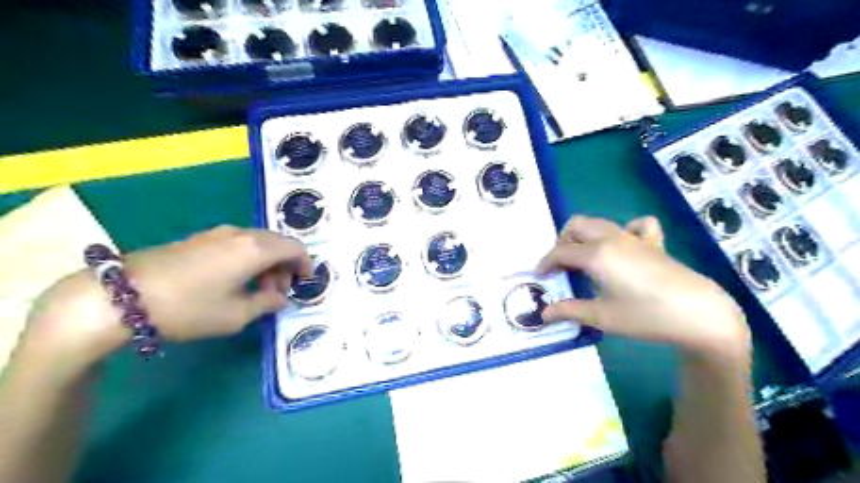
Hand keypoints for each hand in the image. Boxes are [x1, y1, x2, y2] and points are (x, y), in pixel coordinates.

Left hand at [22, 226, 314, 369]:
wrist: (120, 295)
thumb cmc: (188, 307)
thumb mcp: (235, 315)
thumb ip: (266, 303)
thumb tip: (280, 298)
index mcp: (256, 249)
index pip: (295, 248)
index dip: (306, 264)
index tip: (305, 283)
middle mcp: (241, 234)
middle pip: (277, 243)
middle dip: (286, 266)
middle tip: (279, 292)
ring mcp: (218, 233)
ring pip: (258, 242)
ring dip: (267, 263)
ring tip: (256, 290)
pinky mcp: (200, 238)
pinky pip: (238, 243)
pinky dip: (248, 258)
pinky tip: (235, 280)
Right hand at [539, 217, 750, 363]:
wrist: (699, 313)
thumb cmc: (646, 315)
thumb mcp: (602, 317)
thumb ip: (569, 311)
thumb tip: (543, 314)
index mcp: (596, 254)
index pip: (560, 252)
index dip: (545, 263)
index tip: (539, 277)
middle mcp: (611, 238)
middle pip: (576, 226)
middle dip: (562, 242)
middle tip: (561, 266)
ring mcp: (634, 237)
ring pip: (599, 223)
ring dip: (584, 236)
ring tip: (583, 258)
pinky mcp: (654, 243)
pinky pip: (635, 226)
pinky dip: (623, 231)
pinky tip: (625, 247)